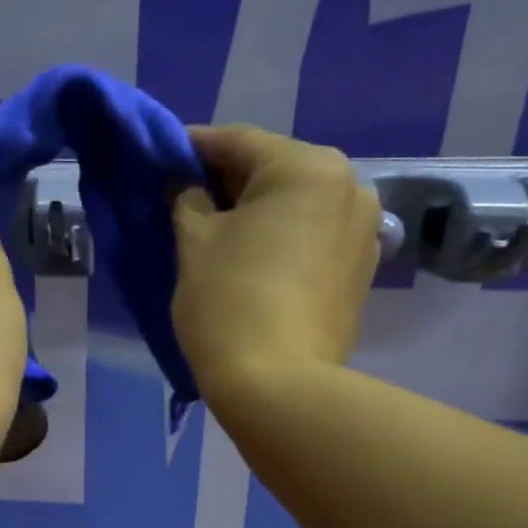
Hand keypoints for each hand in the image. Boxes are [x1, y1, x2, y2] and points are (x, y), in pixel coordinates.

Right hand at [171, 124, 381, 395]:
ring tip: (221, 234)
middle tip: (187, 200)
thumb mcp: (194, 243)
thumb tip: (186, 183)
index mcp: (307, 167)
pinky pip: (313, 238)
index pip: (238, 142)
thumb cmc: (229, 304)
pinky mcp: (361, 271)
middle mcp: (349, 185)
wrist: (278, 386)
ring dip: (258, 212)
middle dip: (229, 182)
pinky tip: (256, 260)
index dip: (193, 148)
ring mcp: (364, 230)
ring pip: (297, 205)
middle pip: (274, 170)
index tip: (163, 158)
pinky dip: (283, 239)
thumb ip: (187, 198)